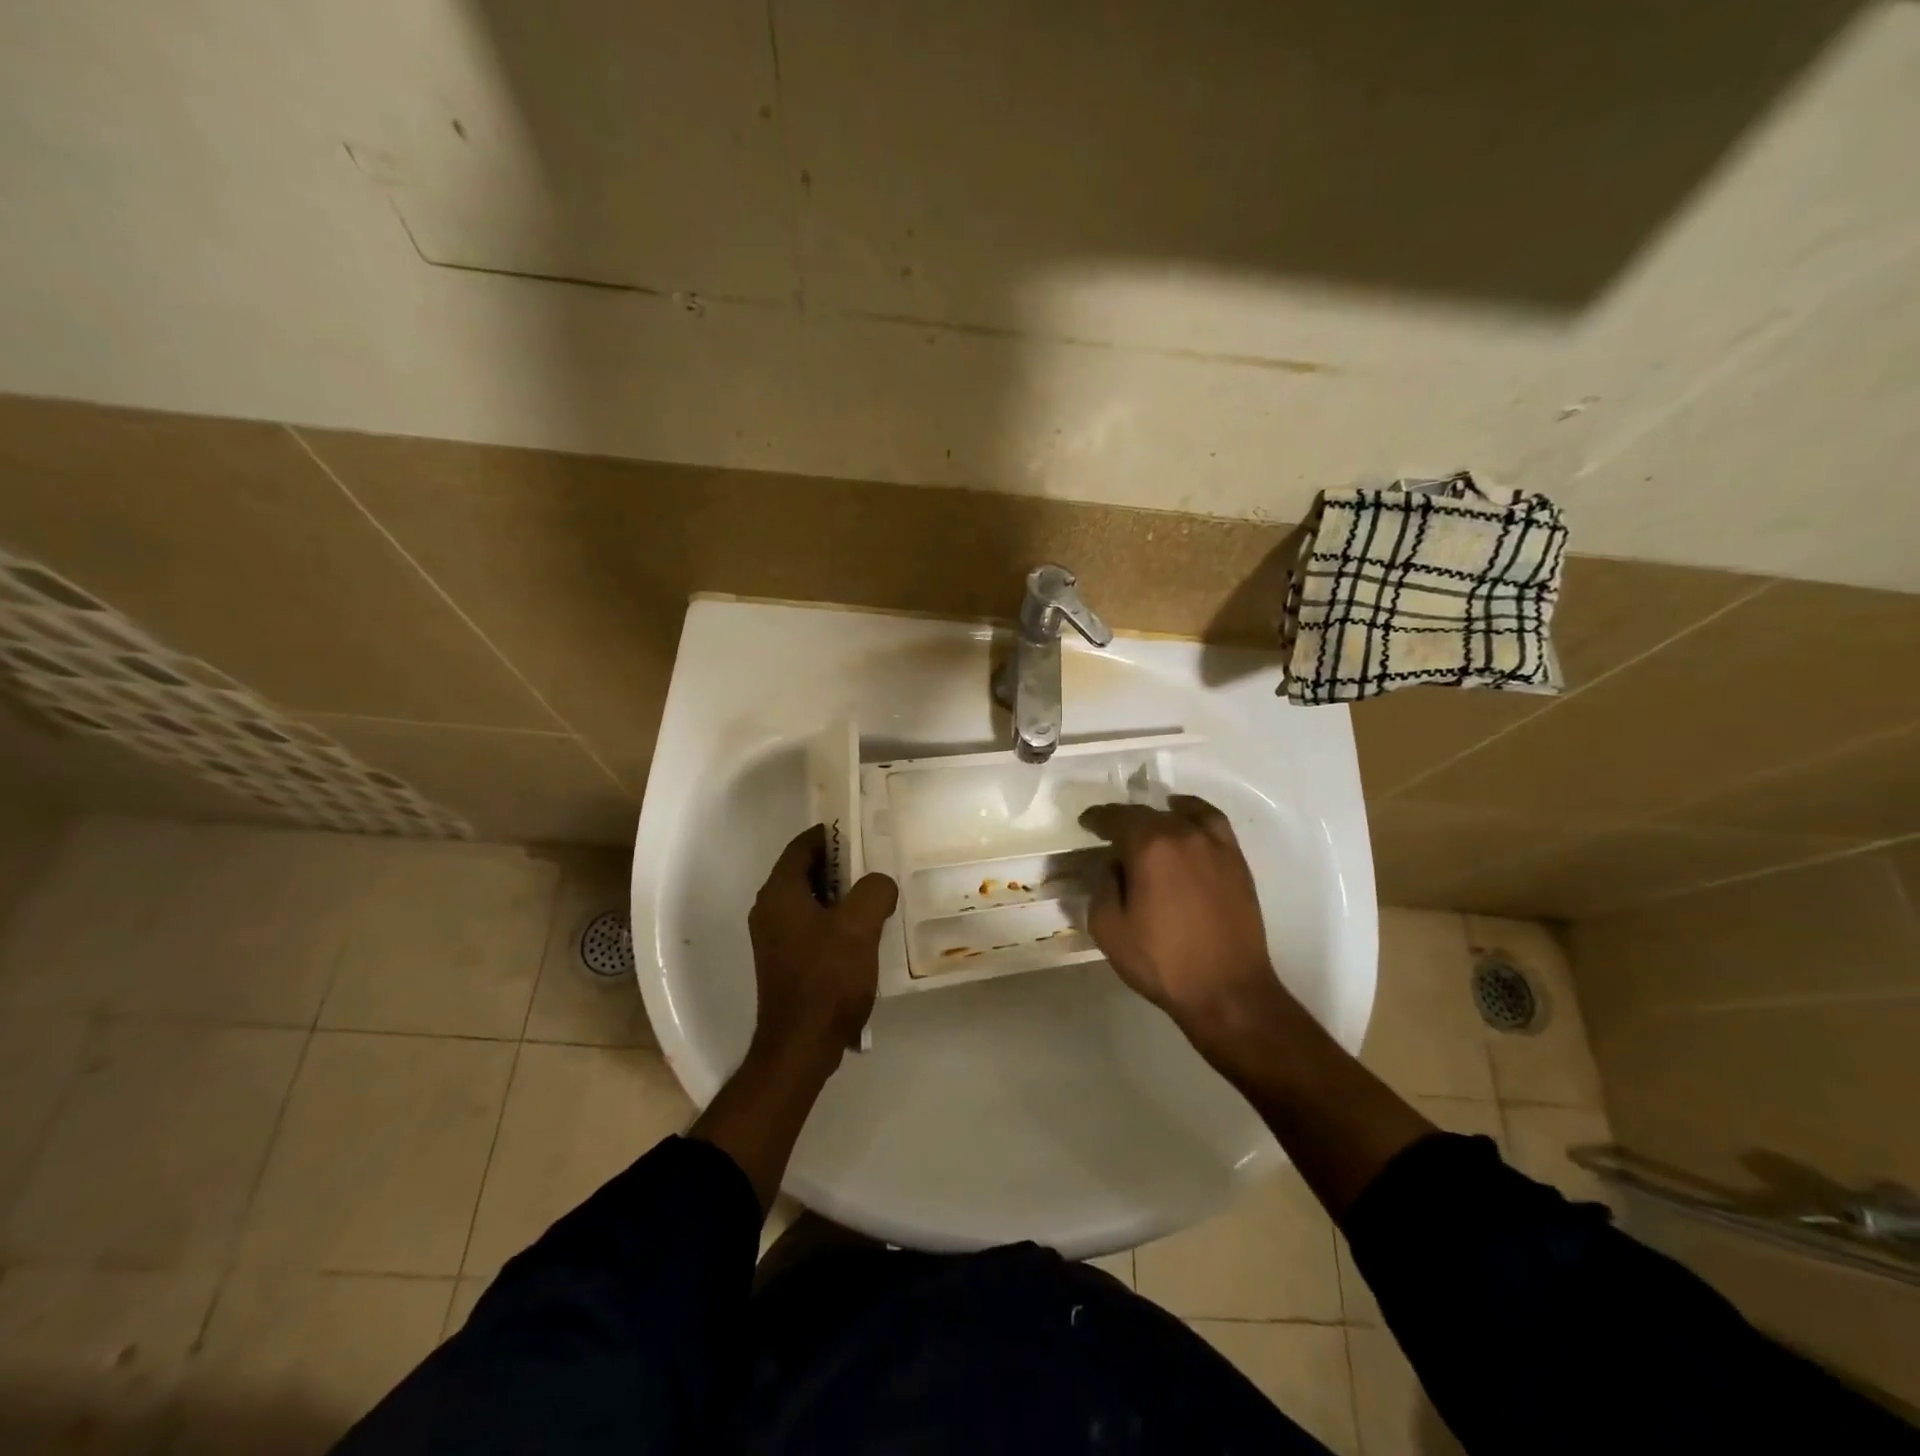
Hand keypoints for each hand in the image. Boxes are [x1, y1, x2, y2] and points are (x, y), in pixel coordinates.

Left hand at [748, 824, 898, 1062]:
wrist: (801, 1045)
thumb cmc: (827, 979)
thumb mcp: (860, 926)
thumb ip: (874, 890)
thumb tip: (879, 883)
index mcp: (780, 893)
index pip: (802, 845)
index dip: (831, 834)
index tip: (862, 832)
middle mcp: (769, 909)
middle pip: (805, 871)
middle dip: (840, 864)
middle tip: (876, 863)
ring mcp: (774, 937)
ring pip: (810, 899)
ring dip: (840, 894)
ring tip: (876, 896)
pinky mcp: (784, 960)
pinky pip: (810, 924)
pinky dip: (833, 918)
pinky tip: (863, 932)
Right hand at [1080, 796, 1293, 1055]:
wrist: (1227, 991)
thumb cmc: (1162, 962)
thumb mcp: (1108, 929)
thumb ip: (1102, 887)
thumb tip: (1114, 867)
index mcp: (1149, 847)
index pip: (1117, 818)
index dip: (1097, 819)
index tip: (1086, 823)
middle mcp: (1183, 834)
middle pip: (1147, 814)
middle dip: (1125, 821)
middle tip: (1110, 835)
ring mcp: (1214, 845)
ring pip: (1180, 815)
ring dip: (1158, 818)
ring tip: (1147, 828)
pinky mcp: (1236, 861)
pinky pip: (1212, 822)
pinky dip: (1193, 814)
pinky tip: (1185, 822)